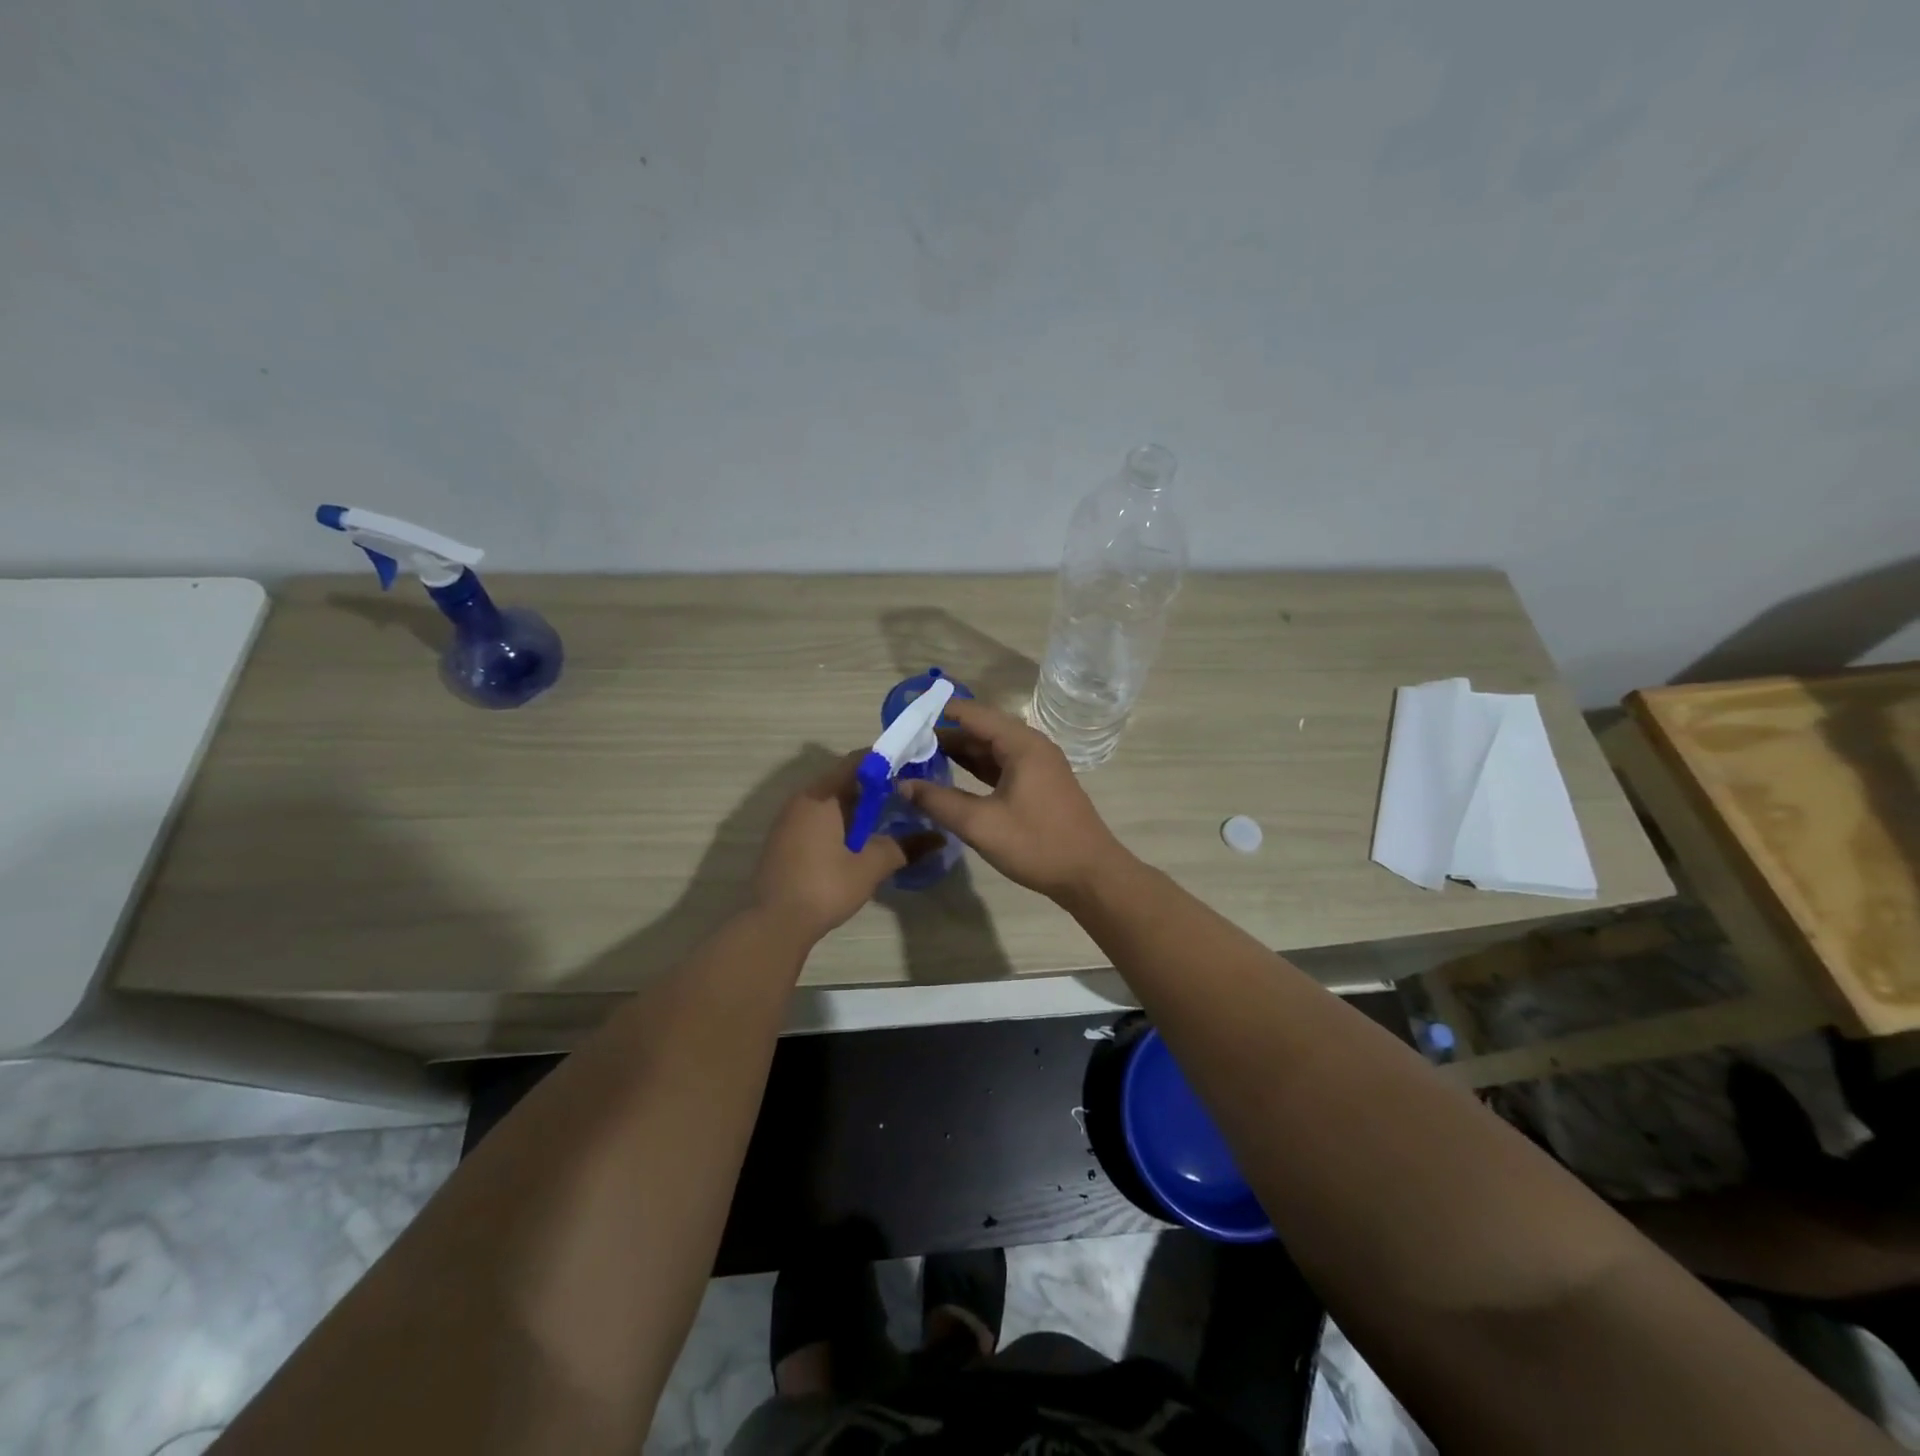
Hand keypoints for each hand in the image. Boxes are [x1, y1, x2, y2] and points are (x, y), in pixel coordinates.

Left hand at [751, 753, 936, 944]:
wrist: (775, 923)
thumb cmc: (825, 886)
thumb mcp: (871, 866)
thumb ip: (904, 847)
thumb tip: (938, 839)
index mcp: (821, 795)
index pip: (856, 761)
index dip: (885, 761)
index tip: (910, 768)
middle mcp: (802, 799)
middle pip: (842, 779)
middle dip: (874, 785)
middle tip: (904, 795)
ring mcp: (788, 819)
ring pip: (829, 800)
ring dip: (856, 805)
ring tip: (887, 818)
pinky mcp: (784, 839)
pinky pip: (817, 817)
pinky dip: (840, 820)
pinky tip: (857, 840)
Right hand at [899, 699, 1131, 902]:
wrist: (1090, 875)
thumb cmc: (1037, 844)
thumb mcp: (981, 824)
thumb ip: (939, 802)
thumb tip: (902, 784)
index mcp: (1021, 744)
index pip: (972, 714)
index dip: (938, 714)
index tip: (905, 720)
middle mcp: (1031, 746)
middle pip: (981, 729)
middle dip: (944, 736)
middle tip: (905, 745)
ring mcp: (1037, 765)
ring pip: (990, 749)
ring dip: (959, 753)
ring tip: (920, 759)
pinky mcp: (1038, 785)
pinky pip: (1001, 766)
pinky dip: (976, 769)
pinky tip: (951, 778)